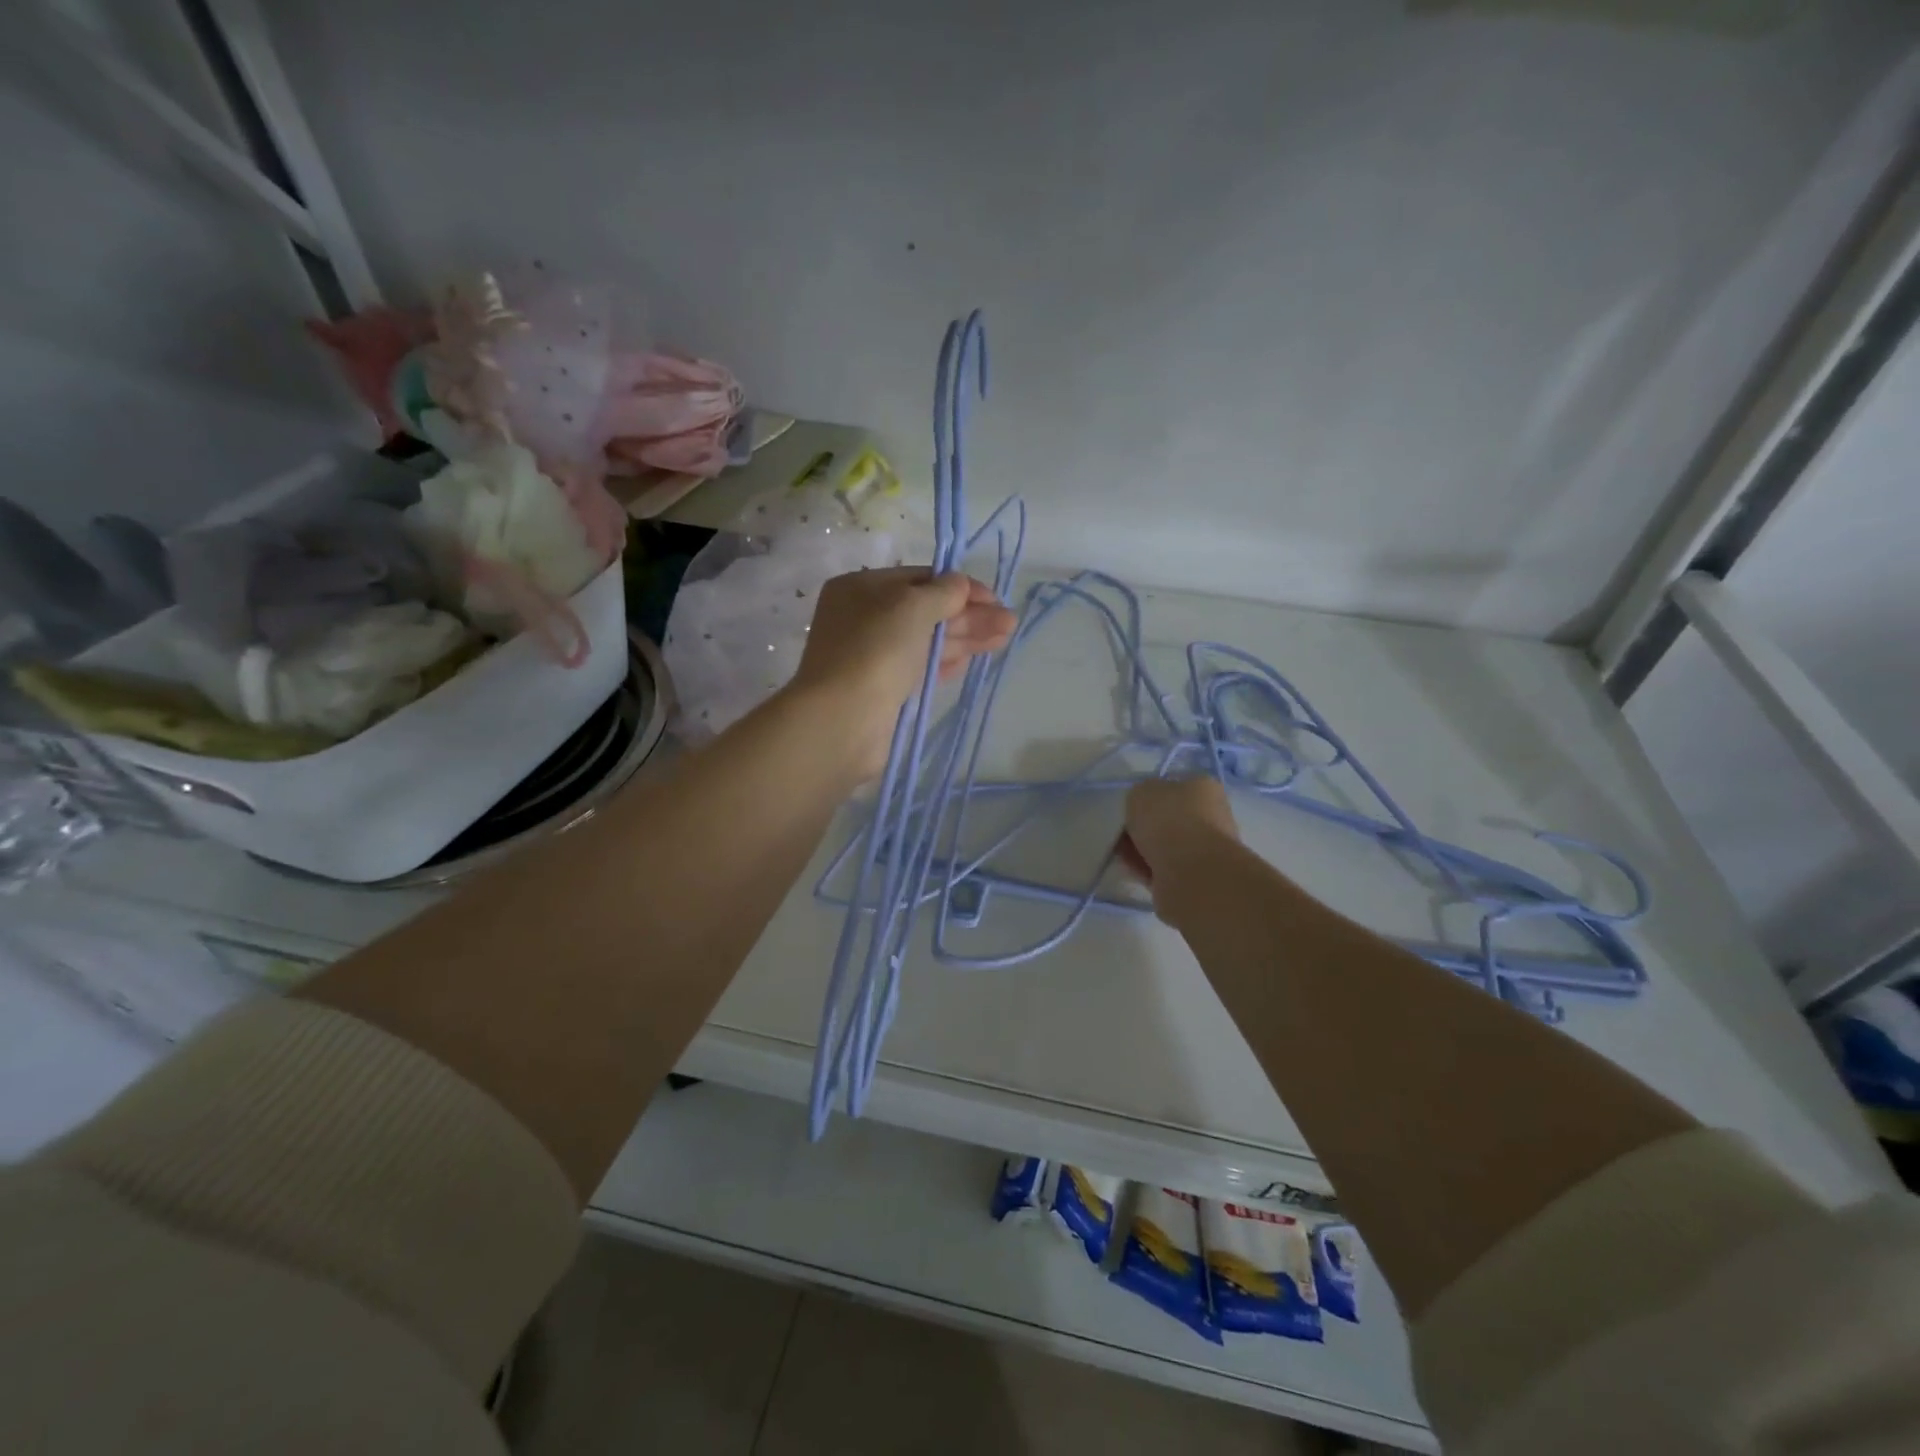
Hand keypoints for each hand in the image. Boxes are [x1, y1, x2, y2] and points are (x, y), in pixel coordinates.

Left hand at [790, 567, 1017, 777]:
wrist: (843, 719)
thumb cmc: (875, 651)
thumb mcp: (912, 607)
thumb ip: (943, 592)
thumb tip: (960, 584)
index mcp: (861, 588)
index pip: (919, 578)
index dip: (959, 586)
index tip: (994, 598)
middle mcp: (865, 618)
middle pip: (926, 610)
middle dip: (969, 614)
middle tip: (1009, 623)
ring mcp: (873, 655)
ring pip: (927, 640)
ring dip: (966, 637)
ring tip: (1004, 638)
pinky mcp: (884, 688)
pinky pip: (920, 668)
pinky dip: (947, 662)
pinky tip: (973, 661)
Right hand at [1117, 777, 1241, 921]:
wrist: (1192, 873)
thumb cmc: (1168, 821)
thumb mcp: (1141, 792)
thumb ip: (1140, 795)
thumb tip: (1143, 808)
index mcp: (1203, 788)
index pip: (1173, 787)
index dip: (1148, 797)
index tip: (1129, 809)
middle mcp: (1210, 816)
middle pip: (1168, 819)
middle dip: (1143, 827)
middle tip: (1122, 833)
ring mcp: (1206, 849)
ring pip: (1165, 846)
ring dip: (1142, 849)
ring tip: (1122, 854)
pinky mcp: (1196, 878)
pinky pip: (1164, 869)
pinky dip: (1147, 869)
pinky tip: (1132, 870)